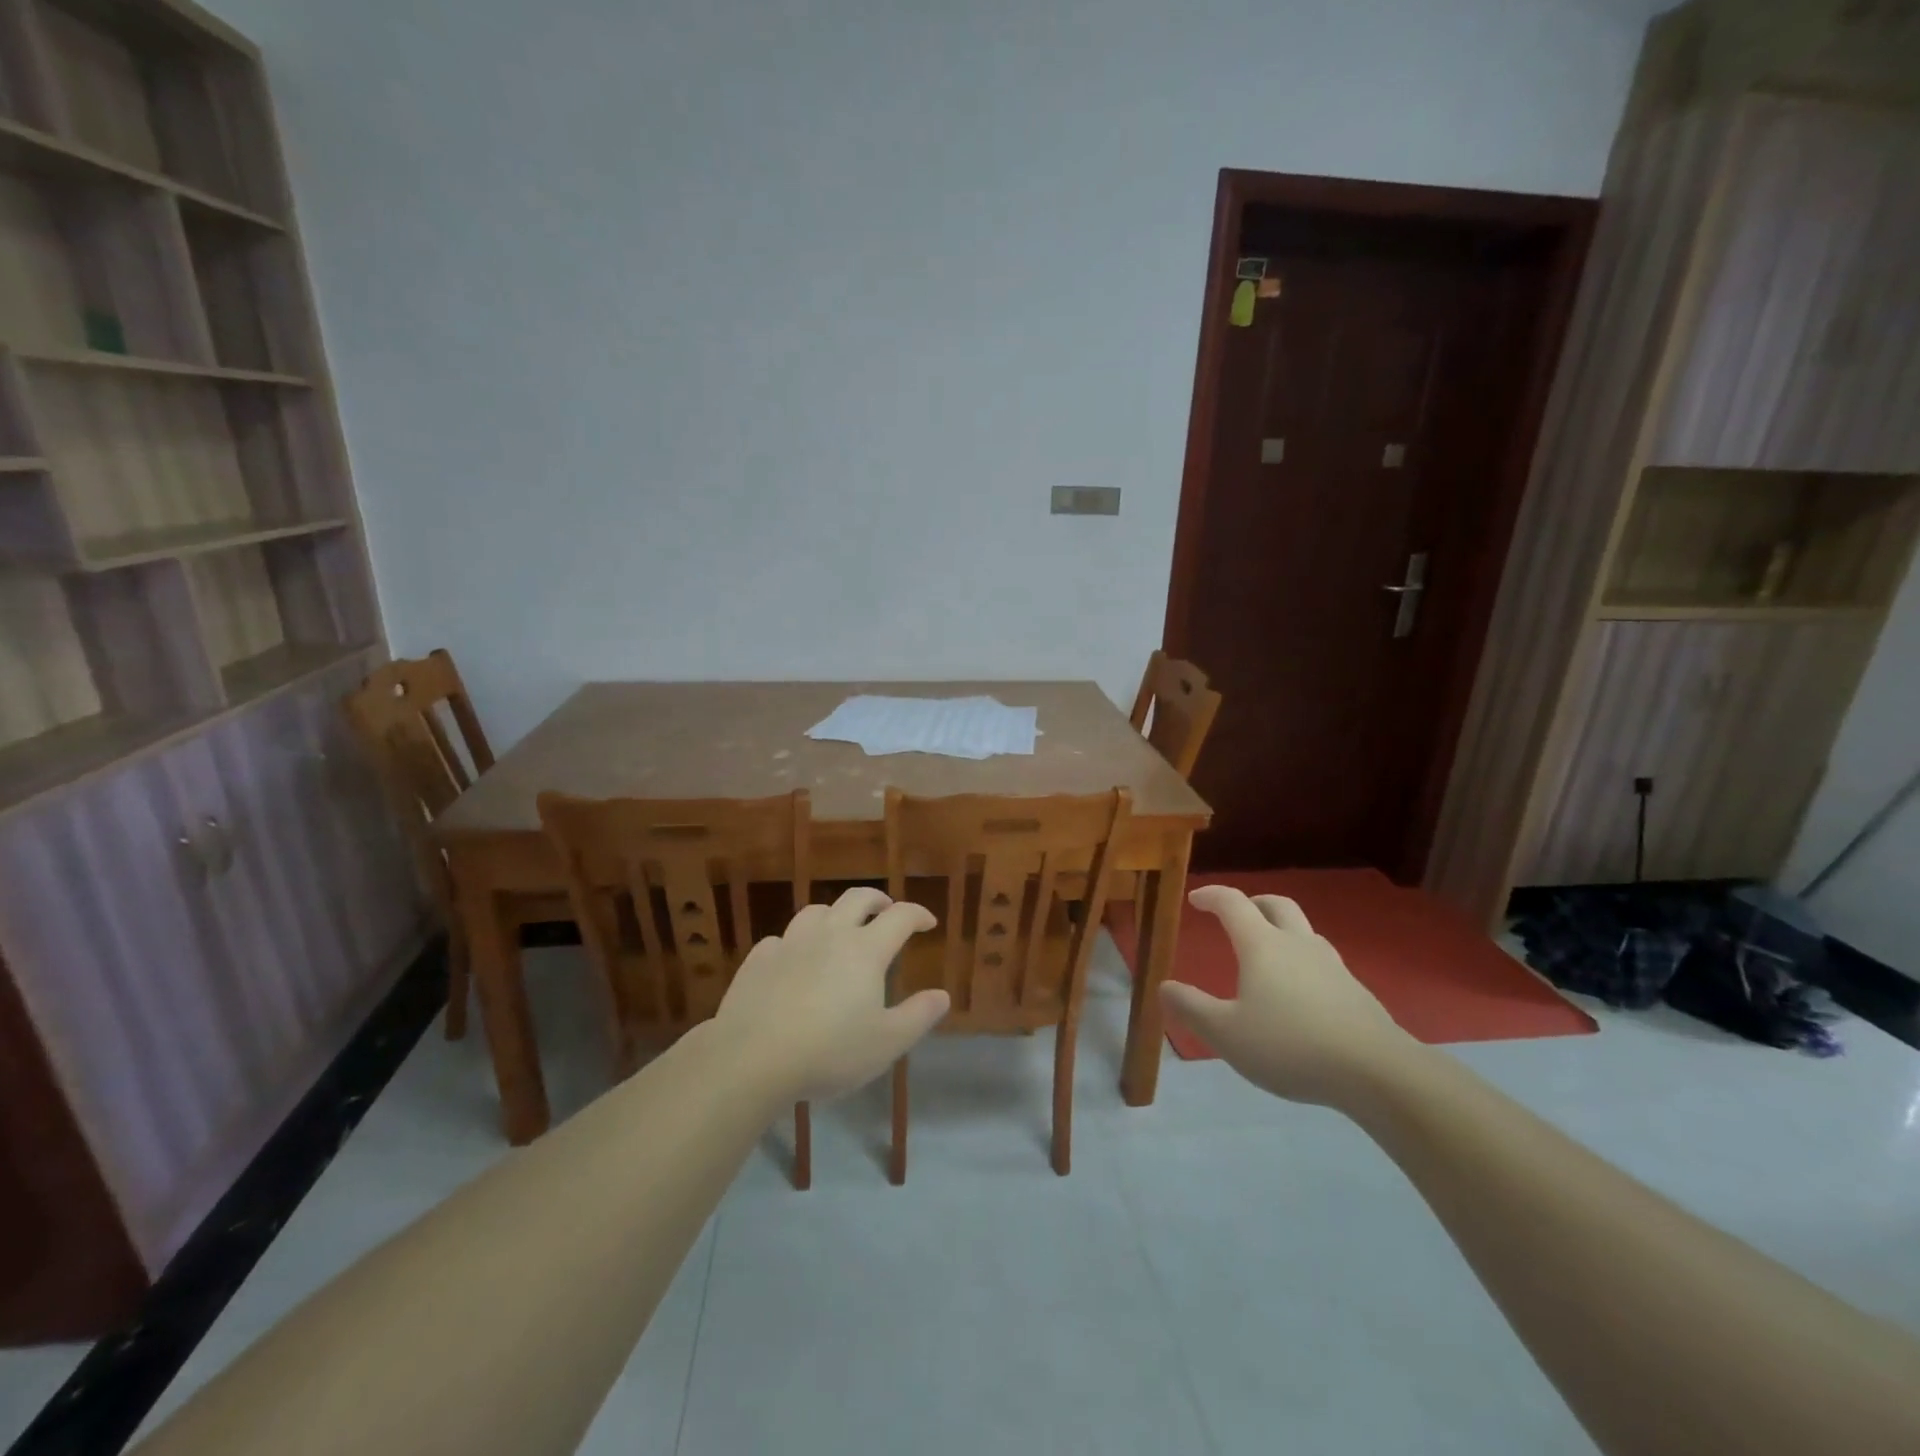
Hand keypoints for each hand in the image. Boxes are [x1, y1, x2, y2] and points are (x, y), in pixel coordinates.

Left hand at [714, 887, 948, 1101]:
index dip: (918, 914)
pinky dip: (797, 944)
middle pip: (857, 898)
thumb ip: (918, 1016)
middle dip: (878, 900)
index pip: (900, 916)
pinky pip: (782, 939)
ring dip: (836, 914)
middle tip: (887, 910)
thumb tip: (942, 995)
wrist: (750, 1058)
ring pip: (817, 911)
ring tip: (841, 930)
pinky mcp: (758, 959)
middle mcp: (830, 935)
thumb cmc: (829, 1051)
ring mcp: (790, 943)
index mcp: (865, 950)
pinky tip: (795, 961)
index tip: (928, 922)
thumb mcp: (886, 1043)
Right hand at [1159, 886, 1417, 1108]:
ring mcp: (1332, 965)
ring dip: (1282, 930)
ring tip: (1268, 953)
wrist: (1377, 1071)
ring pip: (1304, 930)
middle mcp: (1297, 944)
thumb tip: (1164, 986)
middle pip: (1276, 904)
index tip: (1195, 899)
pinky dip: (1303, 962)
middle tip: (1237, 914)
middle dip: (1253, 902)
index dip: (1212, 896)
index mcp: (1262, 946)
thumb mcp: (1227, 1034)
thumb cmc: (1291, 1045)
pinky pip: (1322, 961)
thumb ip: (1192, 1008)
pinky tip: (1300, 993)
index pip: (1233, 904)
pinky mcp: (1355, 991)